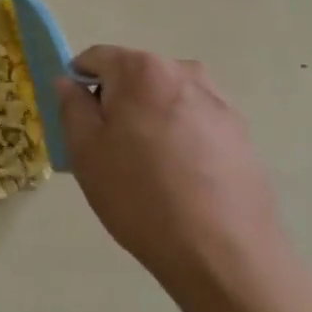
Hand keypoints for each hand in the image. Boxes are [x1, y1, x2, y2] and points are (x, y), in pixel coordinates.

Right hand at [57, 46, 300, 311]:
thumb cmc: (140, 196)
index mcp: (142, 70)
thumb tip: (70, 83)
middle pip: (135, 76)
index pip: (97, 57)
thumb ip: (72, 106)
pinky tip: (178, 180)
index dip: (78, 83)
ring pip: (165, 100)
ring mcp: (219, 103)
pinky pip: (194, 122)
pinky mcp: (241, 134)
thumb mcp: (86, 151)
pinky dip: (178, 139)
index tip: (76, 120)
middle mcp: (184, 73)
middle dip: (116, 102)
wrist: (224, 254)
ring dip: (148, 120)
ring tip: (145, 168)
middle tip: (107, 150)